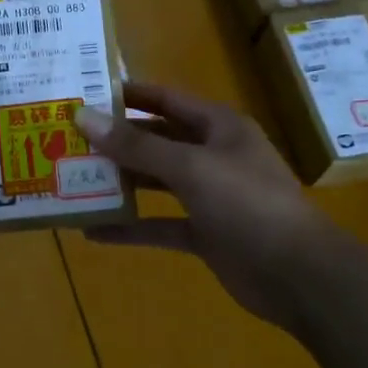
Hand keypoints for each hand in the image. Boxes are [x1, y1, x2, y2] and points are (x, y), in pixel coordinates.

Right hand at [75, 82, 326, 330]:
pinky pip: (159, 225)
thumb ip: (136, 146)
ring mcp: (208, 196)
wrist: (298, 274)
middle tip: (69, 140)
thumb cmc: (248, 204)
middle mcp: (212, 155)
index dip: (128, 95)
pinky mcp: (204, 233)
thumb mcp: (190, 167)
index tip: (85, 93)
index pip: (165, 100)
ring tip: (73, 180)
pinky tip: (93, 231)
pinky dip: (131, 227)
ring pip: (155, 182)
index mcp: (218, 127)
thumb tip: (83, 117)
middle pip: (156, 141)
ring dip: (120, 182)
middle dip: (116, 141)